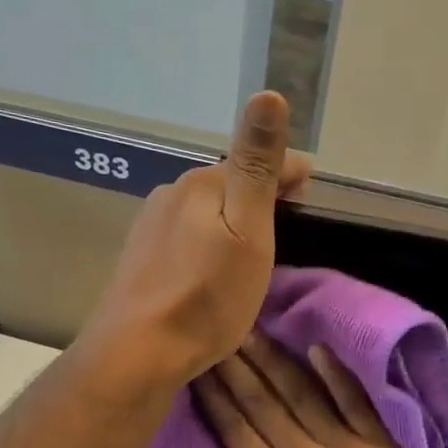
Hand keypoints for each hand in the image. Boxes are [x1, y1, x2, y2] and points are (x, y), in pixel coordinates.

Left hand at [82, 92, 309, 390]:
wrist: (136, 353)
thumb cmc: (205, 297)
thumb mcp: (247, 232)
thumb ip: (256, 166)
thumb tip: (267, 93)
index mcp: (200, 184)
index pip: (256, 163)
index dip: (289, 173)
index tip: (311, 185)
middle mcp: (170, 196)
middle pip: (227, 185)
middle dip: (258, 195)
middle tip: (288, 218)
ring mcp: (148, 228)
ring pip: (203, 212)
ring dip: (230, 220)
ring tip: (252, 246)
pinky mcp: (139, 261)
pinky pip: (184, 238)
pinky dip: (206, 243)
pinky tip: (210, 267)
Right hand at [195, 331, 447, 447]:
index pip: (238, 433)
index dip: (216, 399)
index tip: (199, 369)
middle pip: (264, 405)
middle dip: (237, 368)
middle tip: (218, 334)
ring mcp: (347, 447)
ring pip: (303, 395)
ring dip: (275, 361)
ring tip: (253, 331)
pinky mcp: (380, 444)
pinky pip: (356, 403)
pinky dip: (337, 375)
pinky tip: (318, 348)